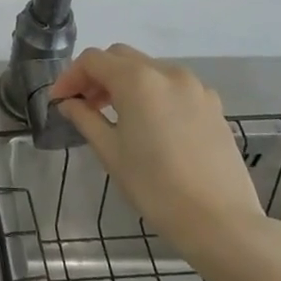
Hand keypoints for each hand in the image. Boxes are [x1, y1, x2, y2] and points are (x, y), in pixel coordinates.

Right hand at [49, 45, 271, 268]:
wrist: (221, 222)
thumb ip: (85, 118)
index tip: (59, 101)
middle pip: (121, 57)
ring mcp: (195, 87)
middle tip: (84, 104)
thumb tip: (69, 103)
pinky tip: (150, 124)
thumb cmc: (155, 187)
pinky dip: (153, 93)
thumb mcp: (110, 152)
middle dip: (97, 75)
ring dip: (125, 82)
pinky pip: (173, 86)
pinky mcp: (213, 105)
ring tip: (115, 114)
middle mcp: (167, 72)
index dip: (70, 76)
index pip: (92, 60)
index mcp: (137, 80)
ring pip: (149, 69)